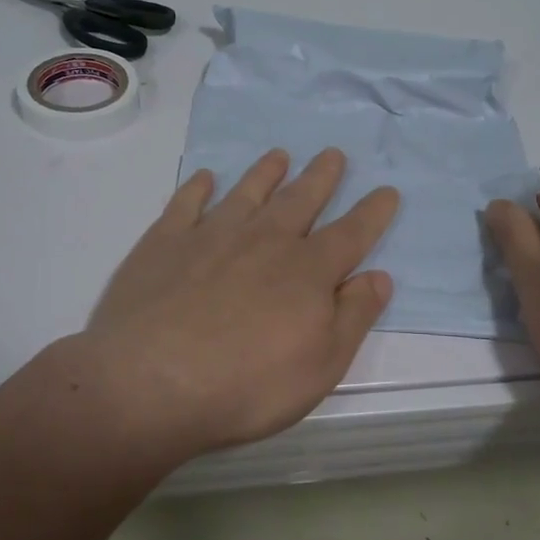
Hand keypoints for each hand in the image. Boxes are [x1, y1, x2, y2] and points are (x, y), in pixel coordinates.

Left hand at [73, 148, 398, 466]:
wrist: (152, 381)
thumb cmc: (247, 385)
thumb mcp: (321, 366)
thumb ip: (354, 317)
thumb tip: (379, 276)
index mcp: (307, 271)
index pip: (351, 234)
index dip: (372, 213)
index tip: (387, 190)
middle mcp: (264, 240)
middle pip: (300, 200)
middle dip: (321, 177)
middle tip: (332, 154)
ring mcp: (212, 235)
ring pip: (247, 192)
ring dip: (266, 172)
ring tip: (278, 155)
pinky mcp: (165, 241)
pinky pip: (187, 203)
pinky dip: (198, 187)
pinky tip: (205, 178)